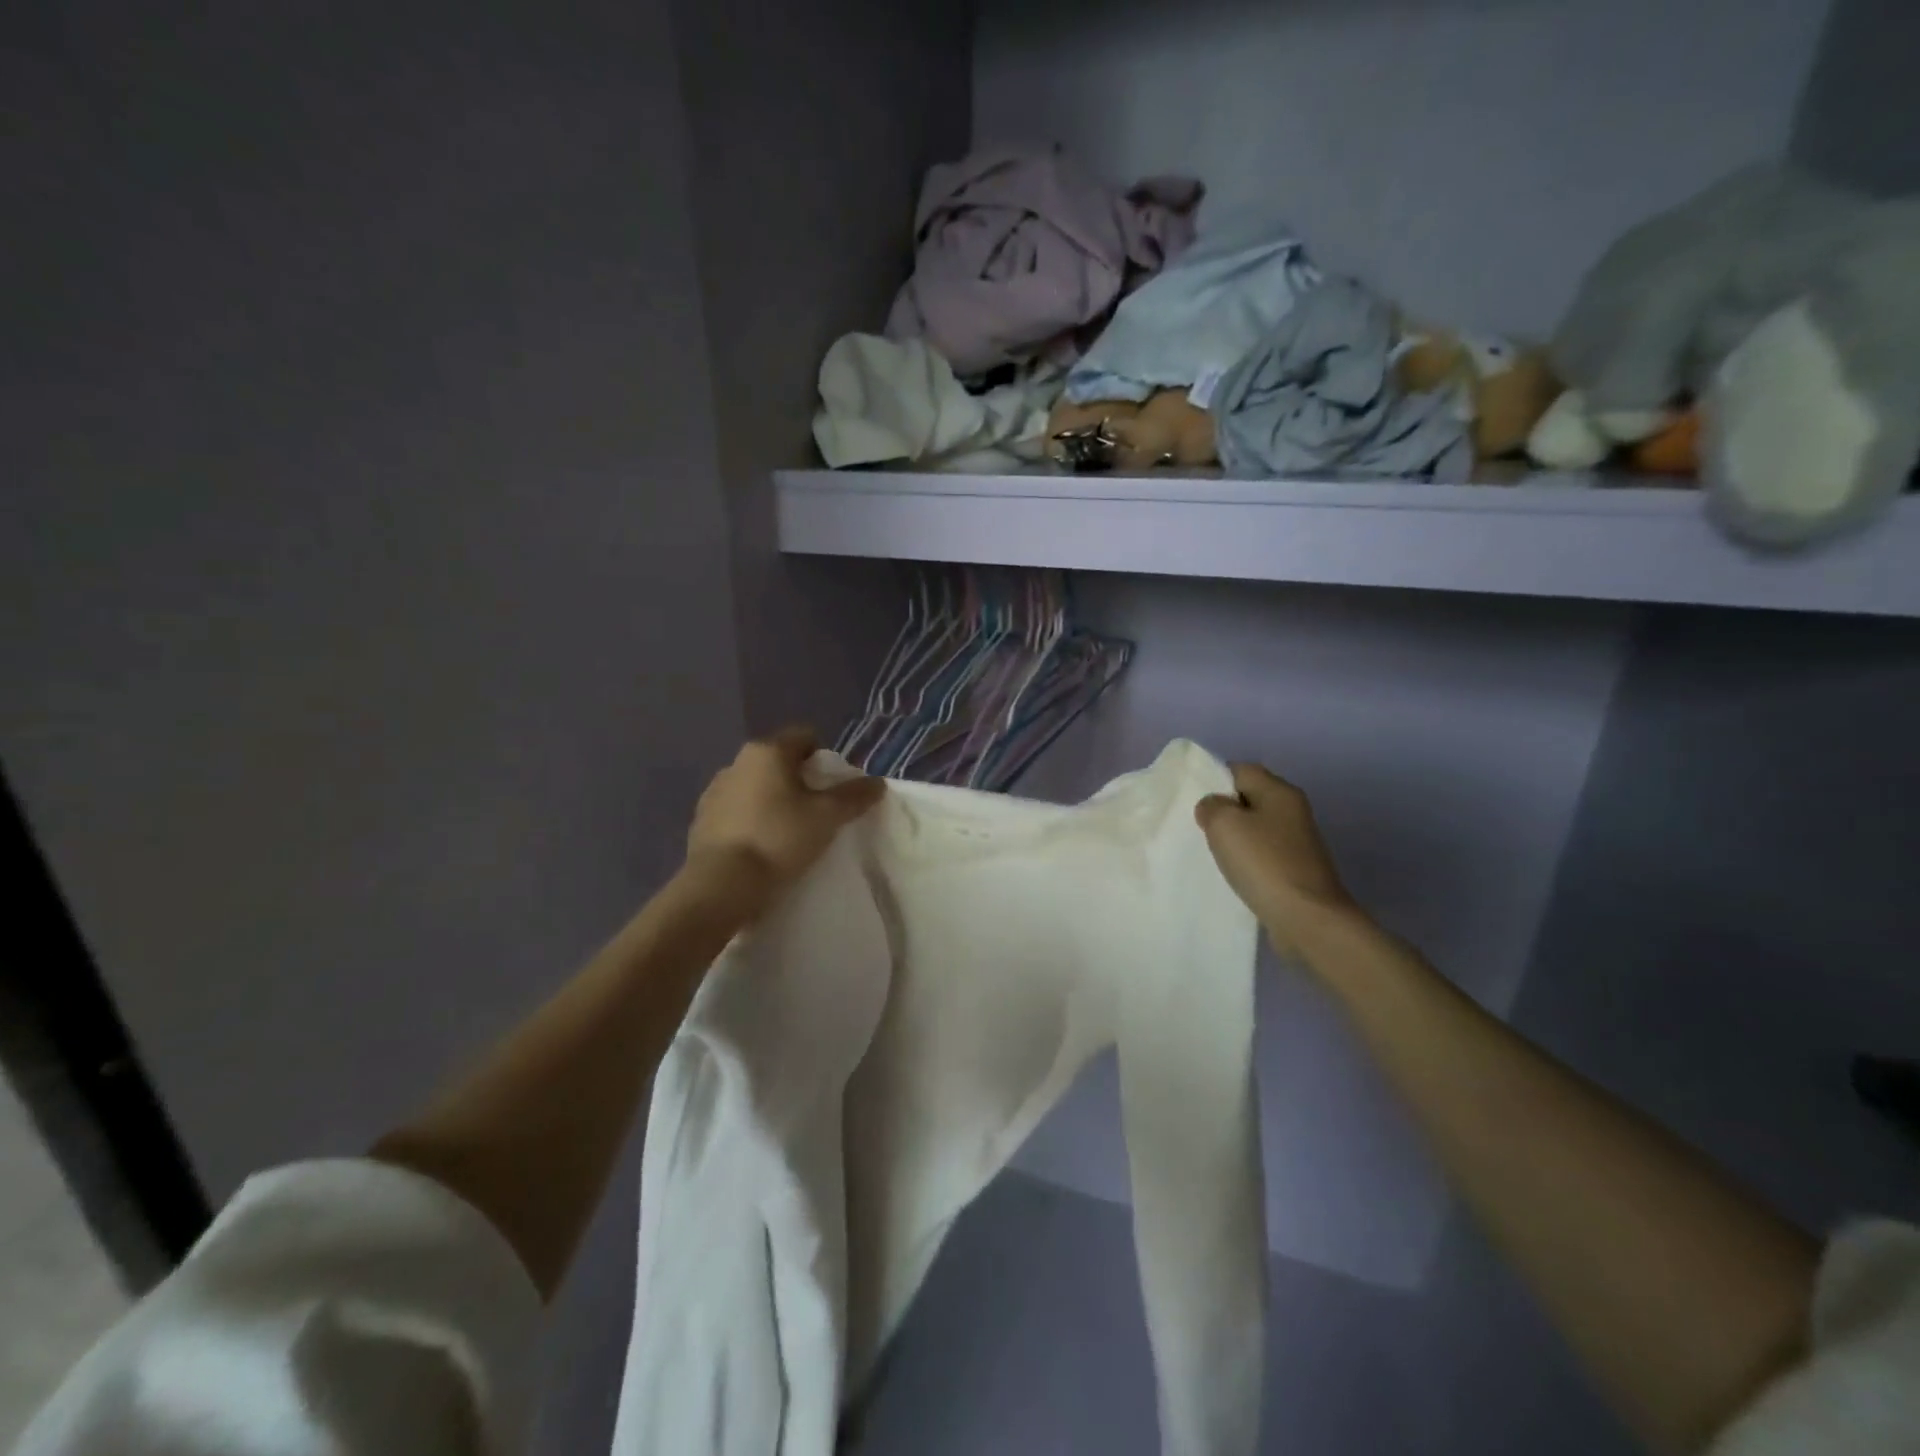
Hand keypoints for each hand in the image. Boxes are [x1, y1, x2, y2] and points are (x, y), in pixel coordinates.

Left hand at [685, 727, 884, 904]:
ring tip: (789, 831)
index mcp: (767, 751)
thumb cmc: (779, 839)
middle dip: (800, 780)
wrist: (721, 884)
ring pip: (756, 786)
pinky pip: (737, 810)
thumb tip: (878, 782)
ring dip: (773, 800)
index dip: (825, 757)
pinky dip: (752, 820)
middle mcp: (736, 762)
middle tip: (817, 810)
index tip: (834, 786)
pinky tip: (762, 846)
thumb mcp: (827, 817)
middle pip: (779, 761)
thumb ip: (854, 796)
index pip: (805, 736)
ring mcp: (714, 791)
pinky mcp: (701, 820)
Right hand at [1195, 762, 1358, 952]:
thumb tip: (1214, 807)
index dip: (1215, 780)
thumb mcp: (1224, 824)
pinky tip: (1233, 875)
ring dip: (1235, 838)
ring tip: (1213, 853)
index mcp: (1280, 792)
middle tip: (1199, 828)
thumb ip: (1211, 806)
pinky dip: (1247, 861)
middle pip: (1250, 798)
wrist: (1306, 919)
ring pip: (1256, 828)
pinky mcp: (1297, 870)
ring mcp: (1298, 843)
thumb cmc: (1263, 863)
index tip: (1194, 800)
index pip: (1241, 770)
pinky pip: (1264, 855)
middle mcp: (1293, 812)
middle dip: (1224, 810)